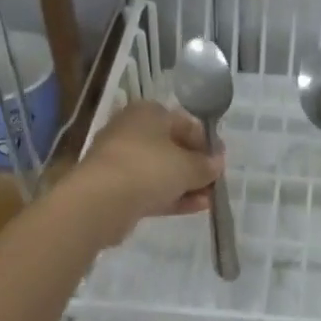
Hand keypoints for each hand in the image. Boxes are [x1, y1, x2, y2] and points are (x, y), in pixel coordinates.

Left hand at [63, 100, 223, 246]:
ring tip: (209, 199)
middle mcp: (132, 130)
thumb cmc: (148, 168)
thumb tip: (218, 163)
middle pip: (172, 147)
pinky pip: (149, 189)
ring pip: (161, 170)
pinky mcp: (115, 187)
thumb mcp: (187, 166)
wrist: (100, 201)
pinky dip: (171, 196)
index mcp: (148, 112)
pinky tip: (195, 208)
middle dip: (195, 166)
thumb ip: (206, 165)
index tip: (220, 162)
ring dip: (186, 184)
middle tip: (214, 182)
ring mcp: (121, 160)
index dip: (206, 143)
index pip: (185, 123)